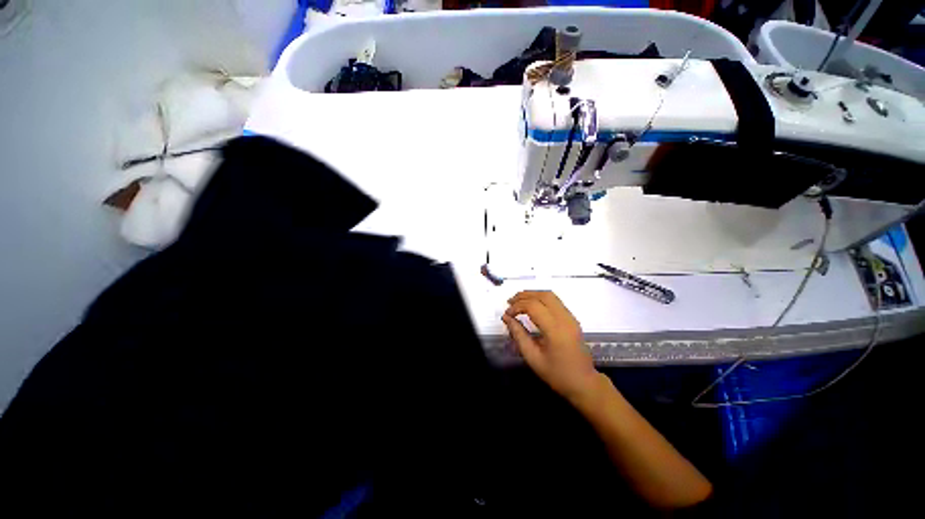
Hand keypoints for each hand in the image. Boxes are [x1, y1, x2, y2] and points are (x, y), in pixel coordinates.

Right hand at [502, 291, 602, 404]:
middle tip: (510, 302)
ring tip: (518, 301)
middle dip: (524, 295)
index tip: (507, 314)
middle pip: (543, 295)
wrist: (584, 383)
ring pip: (550, 295)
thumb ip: (518, 335)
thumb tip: (506, 317)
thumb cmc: (557, 374)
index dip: (517, 306)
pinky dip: (540, 298)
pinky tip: (531, 305)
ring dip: (532, 295)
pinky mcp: (572, 318)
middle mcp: (565, 319)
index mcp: (555, 330)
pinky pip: (555, 301)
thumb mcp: (532, 357)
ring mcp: (570, 317)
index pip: (533, 306)